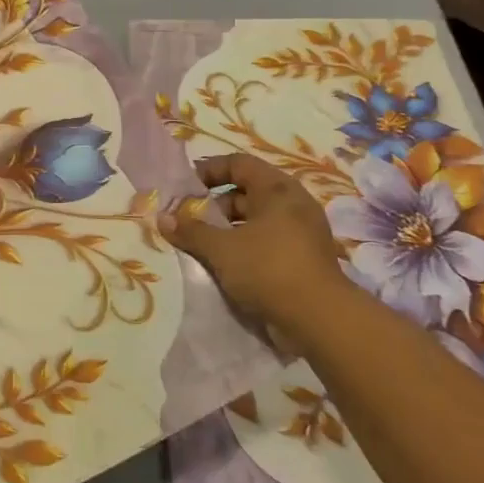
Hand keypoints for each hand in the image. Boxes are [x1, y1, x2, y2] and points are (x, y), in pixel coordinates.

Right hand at [160, 154, 354, 342]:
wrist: (320, 319)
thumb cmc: (268, 269)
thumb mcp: (221, 249)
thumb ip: (191, 230)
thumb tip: (163, 218)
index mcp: (277, 189)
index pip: (238, 163)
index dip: (210, 170)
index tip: (186, 188)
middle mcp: (293, 204)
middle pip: (247, 191)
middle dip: (215, 204)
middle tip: (190, 221)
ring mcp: (302, 232)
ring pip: (256, 220)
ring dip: (228, 229)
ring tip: (203, 245)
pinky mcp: (305, 258)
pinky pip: (267, 241)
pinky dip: (245, 246)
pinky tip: (226, 265)